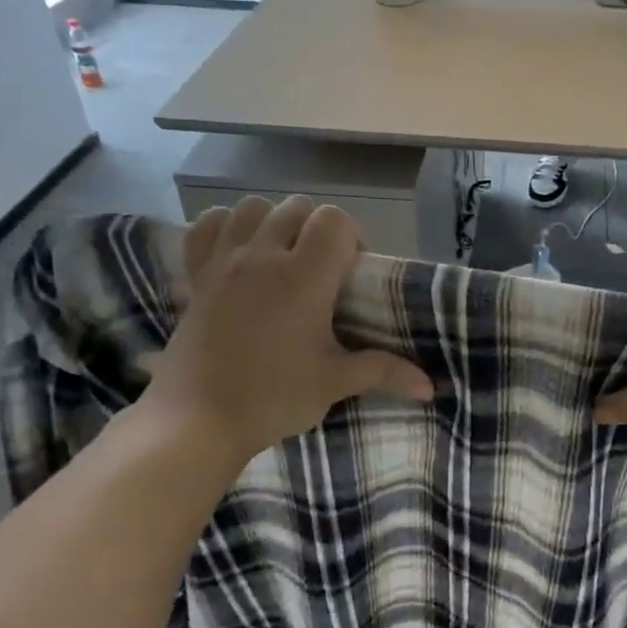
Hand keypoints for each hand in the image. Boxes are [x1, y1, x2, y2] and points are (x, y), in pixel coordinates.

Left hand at [142, 196, 433, 464]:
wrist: (197, 420)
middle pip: (298, 207)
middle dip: (318, 229)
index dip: (352, 237)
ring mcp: (223, 261)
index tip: (352, 274)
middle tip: (324, 272)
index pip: (334, 220)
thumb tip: (430, 386)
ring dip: (276, 222)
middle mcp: (263, 256)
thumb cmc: (272, 398)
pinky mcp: (196, 275)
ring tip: (283, 258)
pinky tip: (240, 253)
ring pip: (254, 207)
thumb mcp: (334, 383)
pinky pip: (209, 225)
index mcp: (303, 278)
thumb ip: (384, 372)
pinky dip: (228, 227)